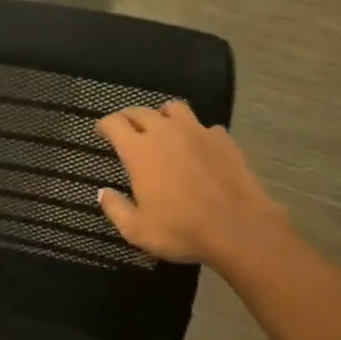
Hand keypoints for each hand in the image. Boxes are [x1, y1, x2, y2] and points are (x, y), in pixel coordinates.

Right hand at [95, 102, 293, 271]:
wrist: (239, 229)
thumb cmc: (182, 229)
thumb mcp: (137, 230)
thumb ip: (115, 209)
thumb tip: (103, 192)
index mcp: (139, 150)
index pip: (114, 123)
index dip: (104, 125)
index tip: (101, 131)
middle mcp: (164, 132)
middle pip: (140, 111)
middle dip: (129, 117)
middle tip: (126, 128)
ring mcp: (196, 132)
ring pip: (174, 109)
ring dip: (163, 115)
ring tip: (163, 127)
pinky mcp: (223, 140)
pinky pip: (205, 126)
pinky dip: (197, 132)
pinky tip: (199, 146)